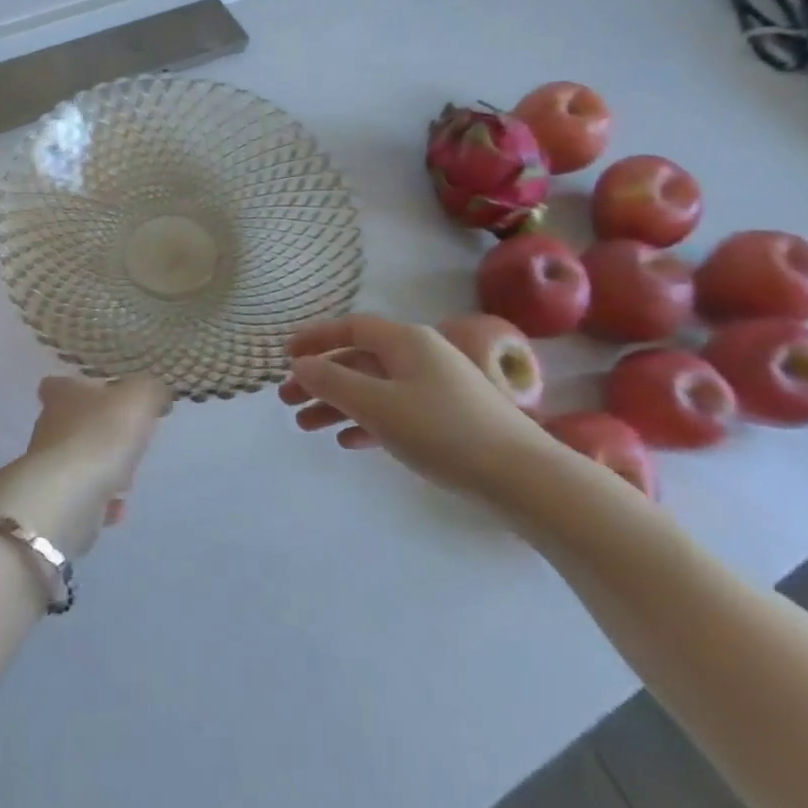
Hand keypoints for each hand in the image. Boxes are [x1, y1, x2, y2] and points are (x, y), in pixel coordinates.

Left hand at [0, 375, 172, 556]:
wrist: (67, 498)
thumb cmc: (102, 434)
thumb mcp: (139, 398)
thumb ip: (150, 390)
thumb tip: (155, 394)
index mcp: (63, 394)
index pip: (59, 383)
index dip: (79, 387)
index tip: (103, 396)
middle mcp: (49, 426)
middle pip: (73, 423)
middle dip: (100, 432)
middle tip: (128, 439)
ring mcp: (48, 466)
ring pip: (80, 460)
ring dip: (103, 469)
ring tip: (127, 478)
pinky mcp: (53, 501)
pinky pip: (82, 496)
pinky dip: (100, 502)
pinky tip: (117, 508)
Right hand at [278, 314, 545, 499]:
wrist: (522, 478)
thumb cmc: (442, 431)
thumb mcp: (378, 405)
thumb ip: (333, 382)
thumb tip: (300, 364)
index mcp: (405, 341)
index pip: (351, 329)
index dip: (316, 338)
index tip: (285, 355)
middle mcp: (420, 355)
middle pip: (359, 360)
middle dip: (320, 379)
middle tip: (286, 400)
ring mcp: (436, 387)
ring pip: (374, 388)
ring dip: (339, 404)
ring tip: (305, 426)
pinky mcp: (447, 418)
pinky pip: (395, 410)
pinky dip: (368, 421)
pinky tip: (348, 441)